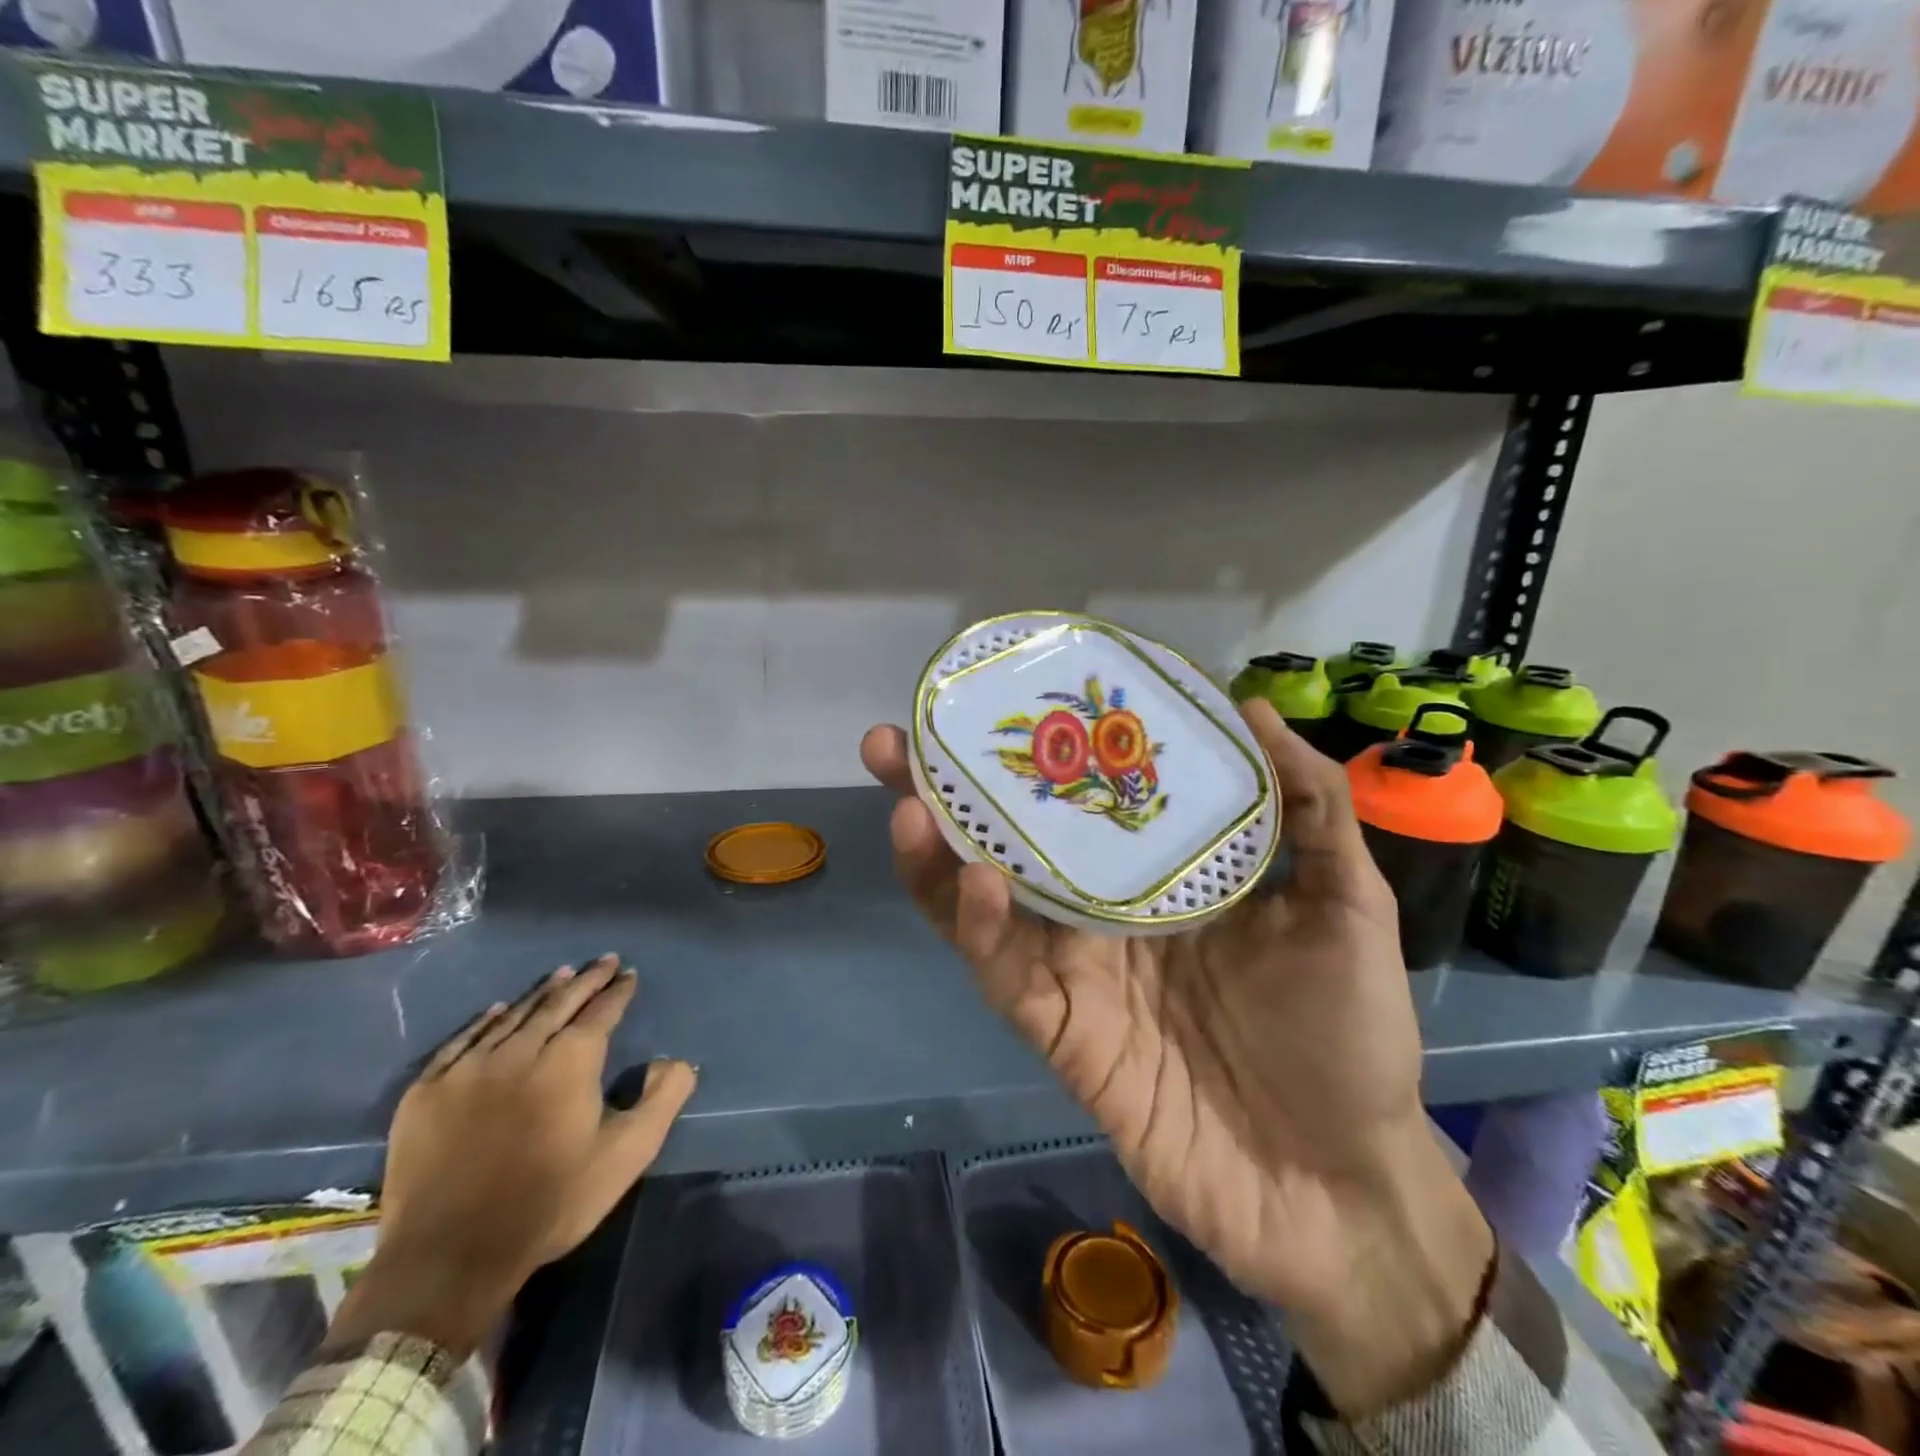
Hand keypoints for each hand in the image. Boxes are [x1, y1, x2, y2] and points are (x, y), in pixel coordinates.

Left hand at [323, 956, 698, 1358]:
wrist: (449, 1259)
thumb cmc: (550, 1203)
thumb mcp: (627, 1155)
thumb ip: (663, 1099)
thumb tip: (677, 1060)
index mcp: (570, 1061)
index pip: (601, 1012)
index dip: (618, 991)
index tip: (629, 974)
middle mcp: (520, 1050)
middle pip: (558, 1003)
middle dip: (586, 980)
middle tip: (603, 961)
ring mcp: (468, 1068)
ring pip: (513, 1016)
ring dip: (542, 993)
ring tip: (562, 975)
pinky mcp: (427, 1092)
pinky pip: (462, 1041)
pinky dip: (485, 1021)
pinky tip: (497, 1010)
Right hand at [862, 700, 1491, 1415]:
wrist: (1340, 1183)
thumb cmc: (1348, 1035)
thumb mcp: (1346, 904)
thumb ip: (1310, 809)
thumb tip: (1251, 707)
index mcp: (1156, 875)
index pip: (1079, 801)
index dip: (1036, 754)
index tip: (1000, 698)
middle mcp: (1099, 914)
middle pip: (1009, 843)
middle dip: (947, 794)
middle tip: (896, 741)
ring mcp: (1074, 973)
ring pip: (984, 906)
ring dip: (939, 856)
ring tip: (912, 800)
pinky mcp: (1062, 1034)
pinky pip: (1008, 975)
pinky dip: (983, 928)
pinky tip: (976, 879)